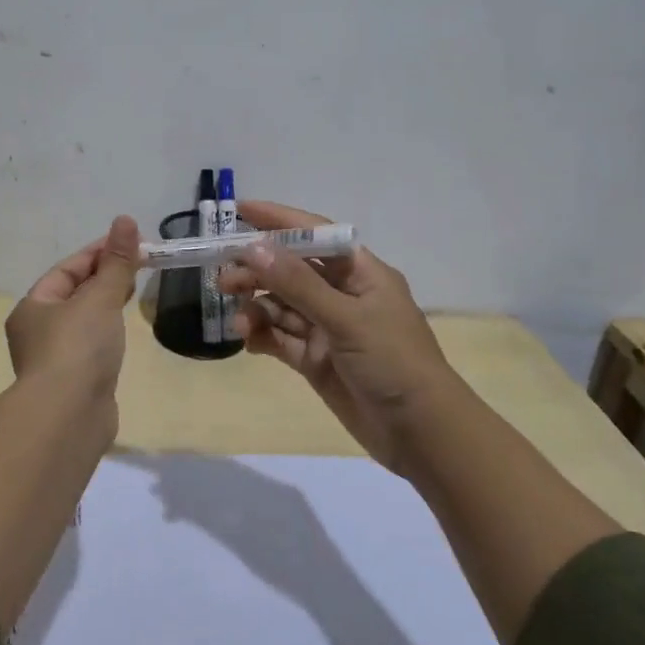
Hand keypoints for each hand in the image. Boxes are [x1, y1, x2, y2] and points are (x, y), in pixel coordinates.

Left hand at [5, 215, 140, 396]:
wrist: (69, 416)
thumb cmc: (78, 347)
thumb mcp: (100, 298)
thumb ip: (117, 262)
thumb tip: (126, 220)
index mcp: (34, 306)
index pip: (68, 269)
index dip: (99, 252)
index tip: (131, 241)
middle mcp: (38, 330)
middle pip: (74, 293)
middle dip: (105, 276)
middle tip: (140, 263)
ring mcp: (55, 358)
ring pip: (84, 319)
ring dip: (107, 303)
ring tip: (135, 290)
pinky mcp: (74, 381)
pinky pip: (92, 344)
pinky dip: (108, 331)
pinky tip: (124, 330)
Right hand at [218, 200, 456, 473]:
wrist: (421, 433)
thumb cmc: (393, 362)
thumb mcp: (346, 318)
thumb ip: (298, 284)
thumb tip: (254, 248)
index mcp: (360, 273)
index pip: (314, 234)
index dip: (278, 220)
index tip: (238, 211)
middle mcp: (342, 295)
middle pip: (290, 271)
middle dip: (257, 271)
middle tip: (223, 280)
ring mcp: (327, 329)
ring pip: (281, 306)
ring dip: (256, 307)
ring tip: (236, 321)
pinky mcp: (316, 360)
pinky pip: (280, 339)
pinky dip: (261, 336)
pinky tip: (246, 340)